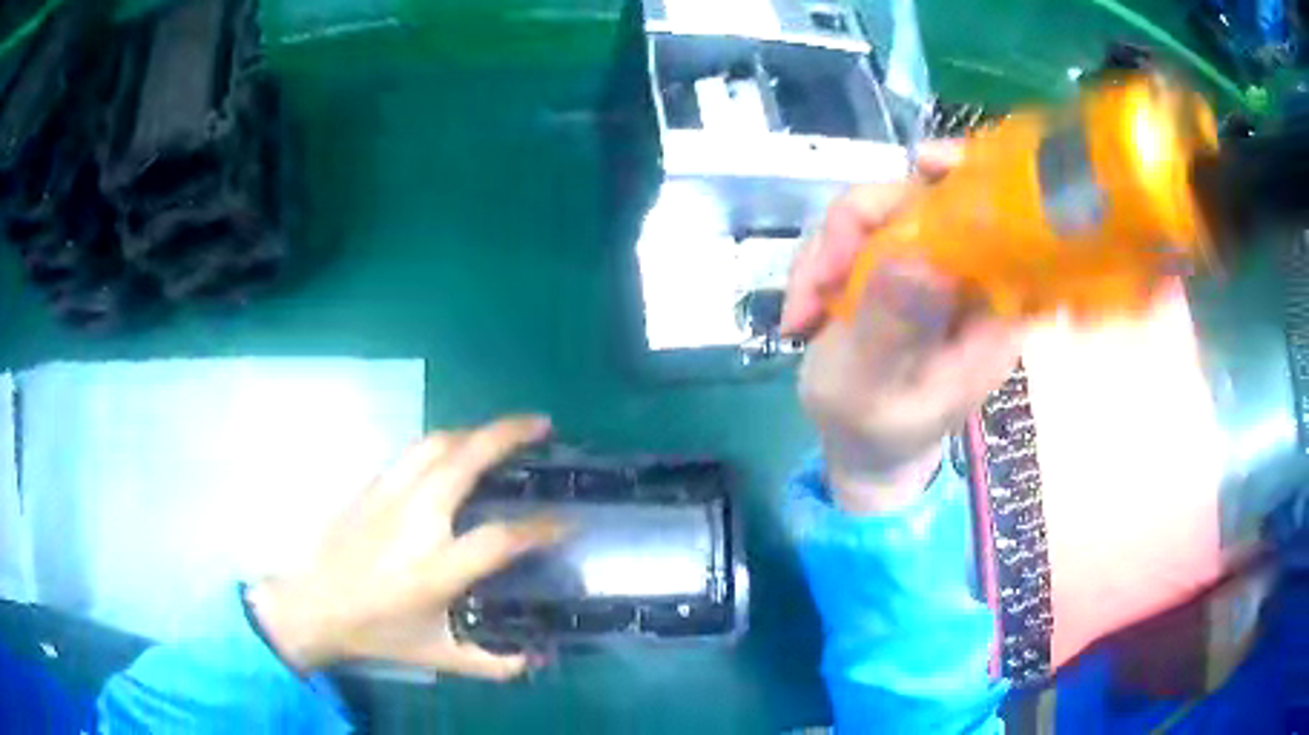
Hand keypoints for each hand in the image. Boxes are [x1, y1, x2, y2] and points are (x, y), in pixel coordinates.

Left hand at [246, 415, 564, 678]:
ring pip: (437, 443)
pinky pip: (413, 452)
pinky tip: (451, 454)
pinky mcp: (370, 485)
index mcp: (436, 566)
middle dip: (509, 434)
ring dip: (475, 431)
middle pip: (466, 459)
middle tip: (542, 424)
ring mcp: (389, 495)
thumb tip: (535, 660)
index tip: (568, 521)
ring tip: (500, 433)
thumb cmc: (375, 631)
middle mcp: (416, 519)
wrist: (311, 605)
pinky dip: (442, 445)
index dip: (542, 529)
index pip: (501, 538)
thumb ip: (492, 662)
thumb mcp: (438, 655)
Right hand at [783, 143, 1027, 513]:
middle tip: (819, 278)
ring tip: (803, 308)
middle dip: (858, 226)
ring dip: (827, 250)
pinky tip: (805, 305)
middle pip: (926, 198)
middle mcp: (971, 276)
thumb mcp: (875, 388)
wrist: (859, 445)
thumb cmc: (877, 431)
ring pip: (880, 209)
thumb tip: (912, 257)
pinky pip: (856, 230)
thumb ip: (892, 328)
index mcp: (996, 308)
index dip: (971, 176)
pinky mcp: (898, 264)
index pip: (1004, 220)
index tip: (923, 163)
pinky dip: (821, 259)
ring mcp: (931, 265)